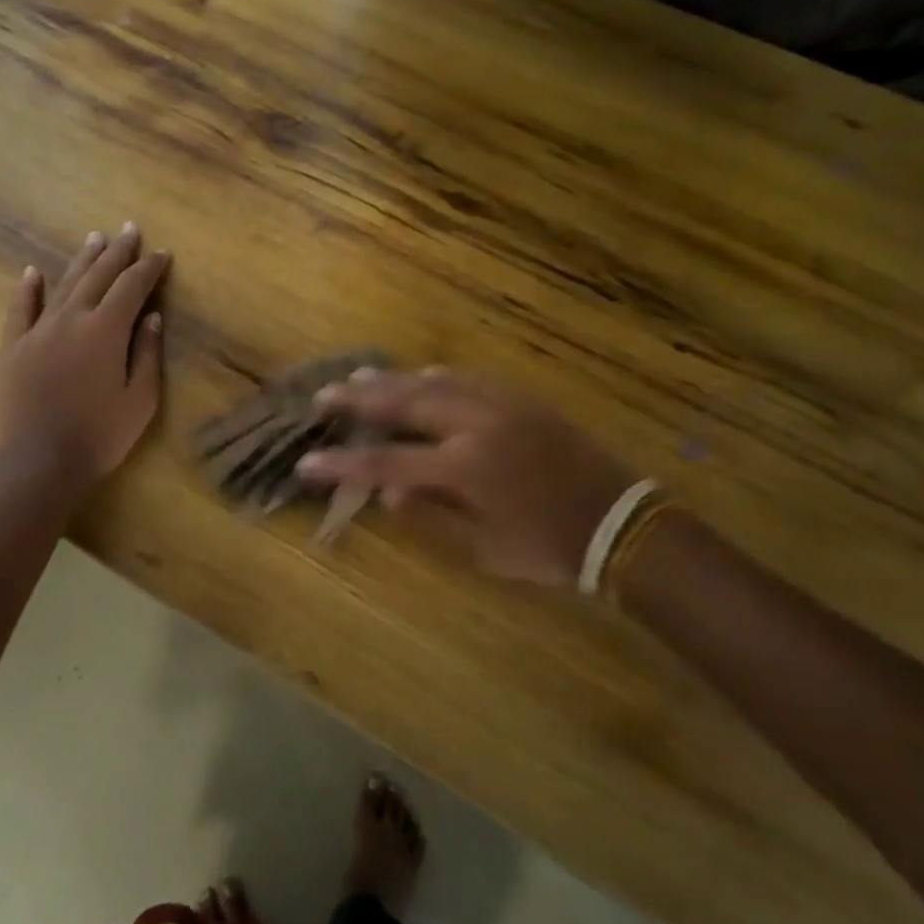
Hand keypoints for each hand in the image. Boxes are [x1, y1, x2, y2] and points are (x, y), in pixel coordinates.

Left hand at [0, 224, 168, 491]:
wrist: (39, 461)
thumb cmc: (100, 435)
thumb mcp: (140, 399)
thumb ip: (146, 354)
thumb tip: (150, 317)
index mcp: (106, 330)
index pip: (132, 287)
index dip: (149, 268)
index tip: (162, 254)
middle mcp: (72, 318)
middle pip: (98, 276)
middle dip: (118, 251)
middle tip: (129, 229)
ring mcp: (38, 330)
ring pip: (64, 284)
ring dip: (82, 260)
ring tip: (95, 238)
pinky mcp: (14, 347)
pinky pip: (20, 309)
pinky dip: (28, 288)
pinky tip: (33, 271)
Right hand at [296, 370, 633, 585]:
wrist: (617, 522)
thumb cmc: (545, 546)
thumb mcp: (482, 547)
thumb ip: (430, 516)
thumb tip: (386, 494)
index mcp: (463, 468)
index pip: (386, 464)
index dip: (342, 465)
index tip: (306, 462)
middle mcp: (475, 425)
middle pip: (404, 403)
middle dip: (359, 399)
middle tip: (324, 394)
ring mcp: (499, 405)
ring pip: (434, 381)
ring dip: (394, 380)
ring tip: (360, 377)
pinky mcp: (520, 399)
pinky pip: (469, 378)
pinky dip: (437, 377)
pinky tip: (423, 375)